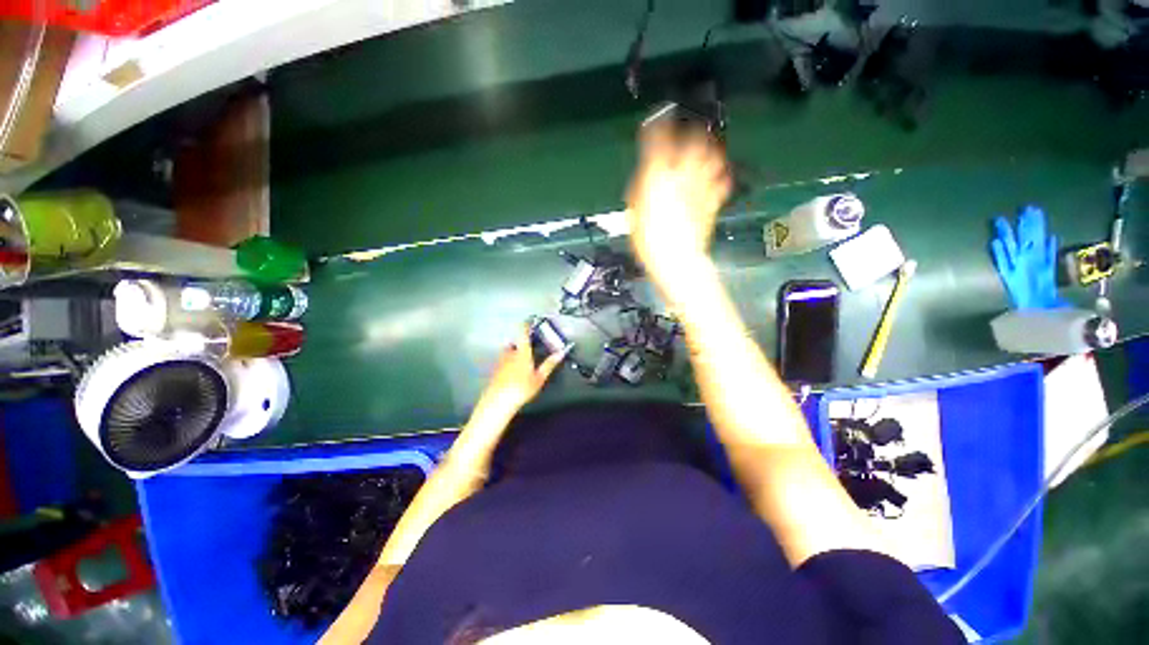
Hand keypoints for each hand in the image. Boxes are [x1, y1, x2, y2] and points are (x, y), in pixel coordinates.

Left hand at [474, 325, 568, 417]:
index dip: (526, 325)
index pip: (523, 333)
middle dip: (521, 342)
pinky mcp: (495, 370)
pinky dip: (508, 362)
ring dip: (514, 351)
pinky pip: (503, 361)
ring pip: (508, 351)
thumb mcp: (539, 378)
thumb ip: (549, 364)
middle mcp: (510, 354)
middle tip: (529, 344)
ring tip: (521, 358)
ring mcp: (501, 362)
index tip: (529, 320)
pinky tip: (512, 372)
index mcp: (522, 353)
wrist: (498, 402)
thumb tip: (560, 353)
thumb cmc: (521, 389)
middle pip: (515, 342)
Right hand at [625, 121, 731, 293]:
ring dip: (710, 149)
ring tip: (706, 149)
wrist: (675, 260)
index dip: (657, 125)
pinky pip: (723, 180)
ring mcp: (701, 186)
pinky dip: (721, 175)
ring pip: (713, 155)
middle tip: (687, 132)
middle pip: (694, 140)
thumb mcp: (634, 213)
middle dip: (691, 132)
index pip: (658, 140)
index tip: (656, 117)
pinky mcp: (713, 200)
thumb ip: (641, 189)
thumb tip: (646, 175)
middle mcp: (682, 174)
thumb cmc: (648, 240)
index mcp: (658, 176)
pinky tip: (717, 176)